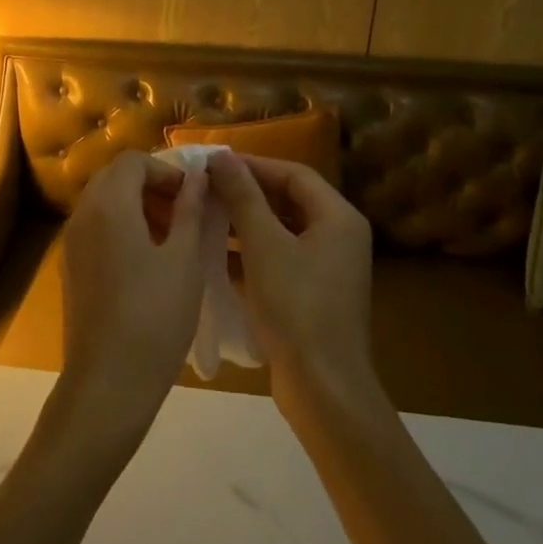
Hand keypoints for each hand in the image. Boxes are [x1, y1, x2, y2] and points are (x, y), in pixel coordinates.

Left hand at [54, 150, 207, 449]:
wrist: (109, 380)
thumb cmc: (155, 315)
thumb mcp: (185, 259)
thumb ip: (190, 210)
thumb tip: (197, 177)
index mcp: (108, 205)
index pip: (133, 161)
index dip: (166, 170)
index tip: (194, 194)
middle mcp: (82, 215)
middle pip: (114, 178)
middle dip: (151, 185)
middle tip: (186, 212)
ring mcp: (71, 243)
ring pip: (103, 204)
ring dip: (137, 206)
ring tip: (173, 236)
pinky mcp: (70, 268)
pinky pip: (95, 229)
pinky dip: (121, 228)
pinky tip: (148, 260)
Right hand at [207, 152, 378, 414]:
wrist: (322, 386)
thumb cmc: (295, 306)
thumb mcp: (263, 245)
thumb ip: (243, 197)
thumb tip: (222, 157)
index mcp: (338, 218)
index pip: (294, 173)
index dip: (253, 164)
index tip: (212, 163)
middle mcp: (338, 236)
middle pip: (289, 200)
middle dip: (246, 192)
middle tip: (204, 188)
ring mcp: (327, 268)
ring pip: (281, 230)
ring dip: (245, 222)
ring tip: (203, 216)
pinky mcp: (312, 294)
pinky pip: (279, 258)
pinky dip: (251, 252)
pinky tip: (215, 254)